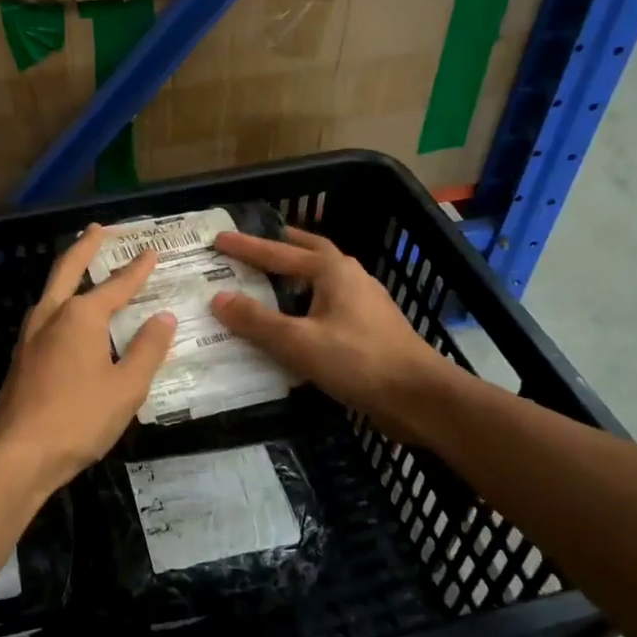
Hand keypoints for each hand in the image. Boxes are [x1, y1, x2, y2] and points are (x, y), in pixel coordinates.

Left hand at [0, 225, 177, 494]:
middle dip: (85, 246)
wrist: (19, 454)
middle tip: (98, 228)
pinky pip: (45, 316)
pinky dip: (60, 302)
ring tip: (82, 266)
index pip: (117, 285)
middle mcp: (51, 316)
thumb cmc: (79, 418)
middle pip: (68, 269)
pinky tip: (66, 318)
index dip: (137, 269)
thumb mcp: (127, 387)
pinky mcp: (21, 358)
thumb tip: (163, 317)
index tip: (151, 251)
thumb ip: (147, 349)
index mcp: (80, 316)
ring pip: (51, 291)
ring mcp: (30, 336)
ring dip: (67, 271)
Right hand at [211, 229, 445, 433]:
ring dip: (295, 273)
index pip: (280, 252)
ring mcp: (365, 301)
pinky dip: (306, 299)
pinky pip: (328, 301)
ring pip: (321, 277)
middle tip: (252, 245)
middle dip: (280, 246)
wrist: (419, 397)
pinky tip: (297, 318)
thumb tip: (218, 299)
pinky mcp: (370, 327)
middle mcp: (350, 277)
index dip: (247, 247)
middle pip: (309, 252)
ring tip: (269, 279)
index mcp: (333, 270)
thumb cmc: (358, 361)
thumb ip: (256, 320)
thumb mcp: (298, 341)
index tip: (219, 239)